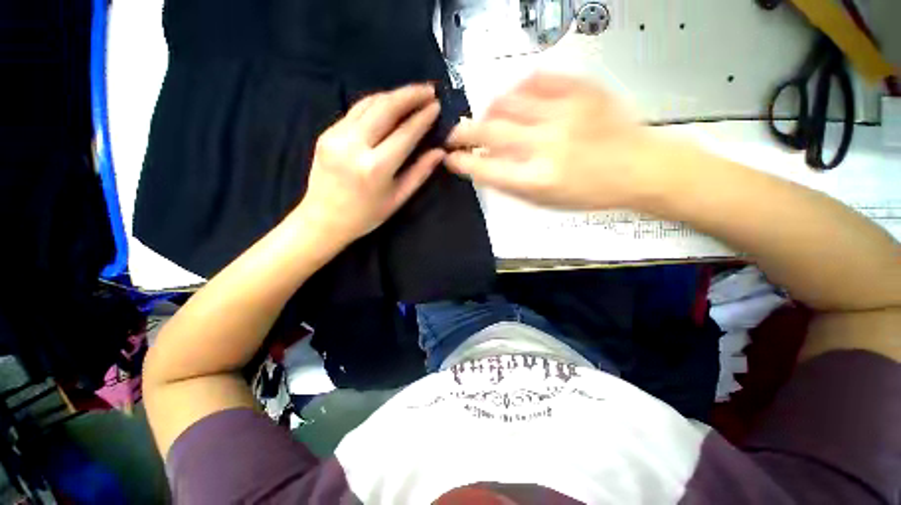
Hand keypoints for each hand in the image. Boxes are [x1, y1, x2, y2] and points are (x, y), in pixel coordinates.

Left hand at [295, 84, 444, 244]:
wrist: (322, 220)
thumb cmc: (365, 216)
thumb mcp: (397, 199)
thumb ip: (419, 173)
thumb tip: (439, 152)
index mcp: (375, 168)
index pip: (405, 133)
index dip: (423, 118)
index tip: (437, 106)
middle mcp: (354, 146)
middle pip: (385, 108)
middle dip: (410, 95)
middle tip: (429, 90)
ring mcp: (336, 136)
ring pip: (368, 104)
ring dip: (393, 95)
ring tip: (412, 93)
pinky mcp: (326, 133)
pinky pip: (355, 111)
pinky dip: (375, 104)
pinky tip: (389, 105)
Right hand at [445, 73, 668, 209]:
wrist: (637, 168)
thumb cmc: (588, 193)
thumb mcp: (545, 201)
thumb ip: (511, 184)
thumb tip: (484, 166)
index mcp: (537, 180)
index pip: (485, 169)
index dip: (461, 162)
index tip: (450, 158)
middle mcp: (545, 146)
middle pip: (489, 131)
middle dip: (462, 132)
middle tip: (455, 134)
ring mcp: (563, 114)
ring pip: (507, 101)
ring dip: (488, 111)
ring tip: (488, 117)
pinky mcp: (580, 91)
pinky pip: (537, 79)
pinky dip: (519, 88)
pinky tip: (517, 98)